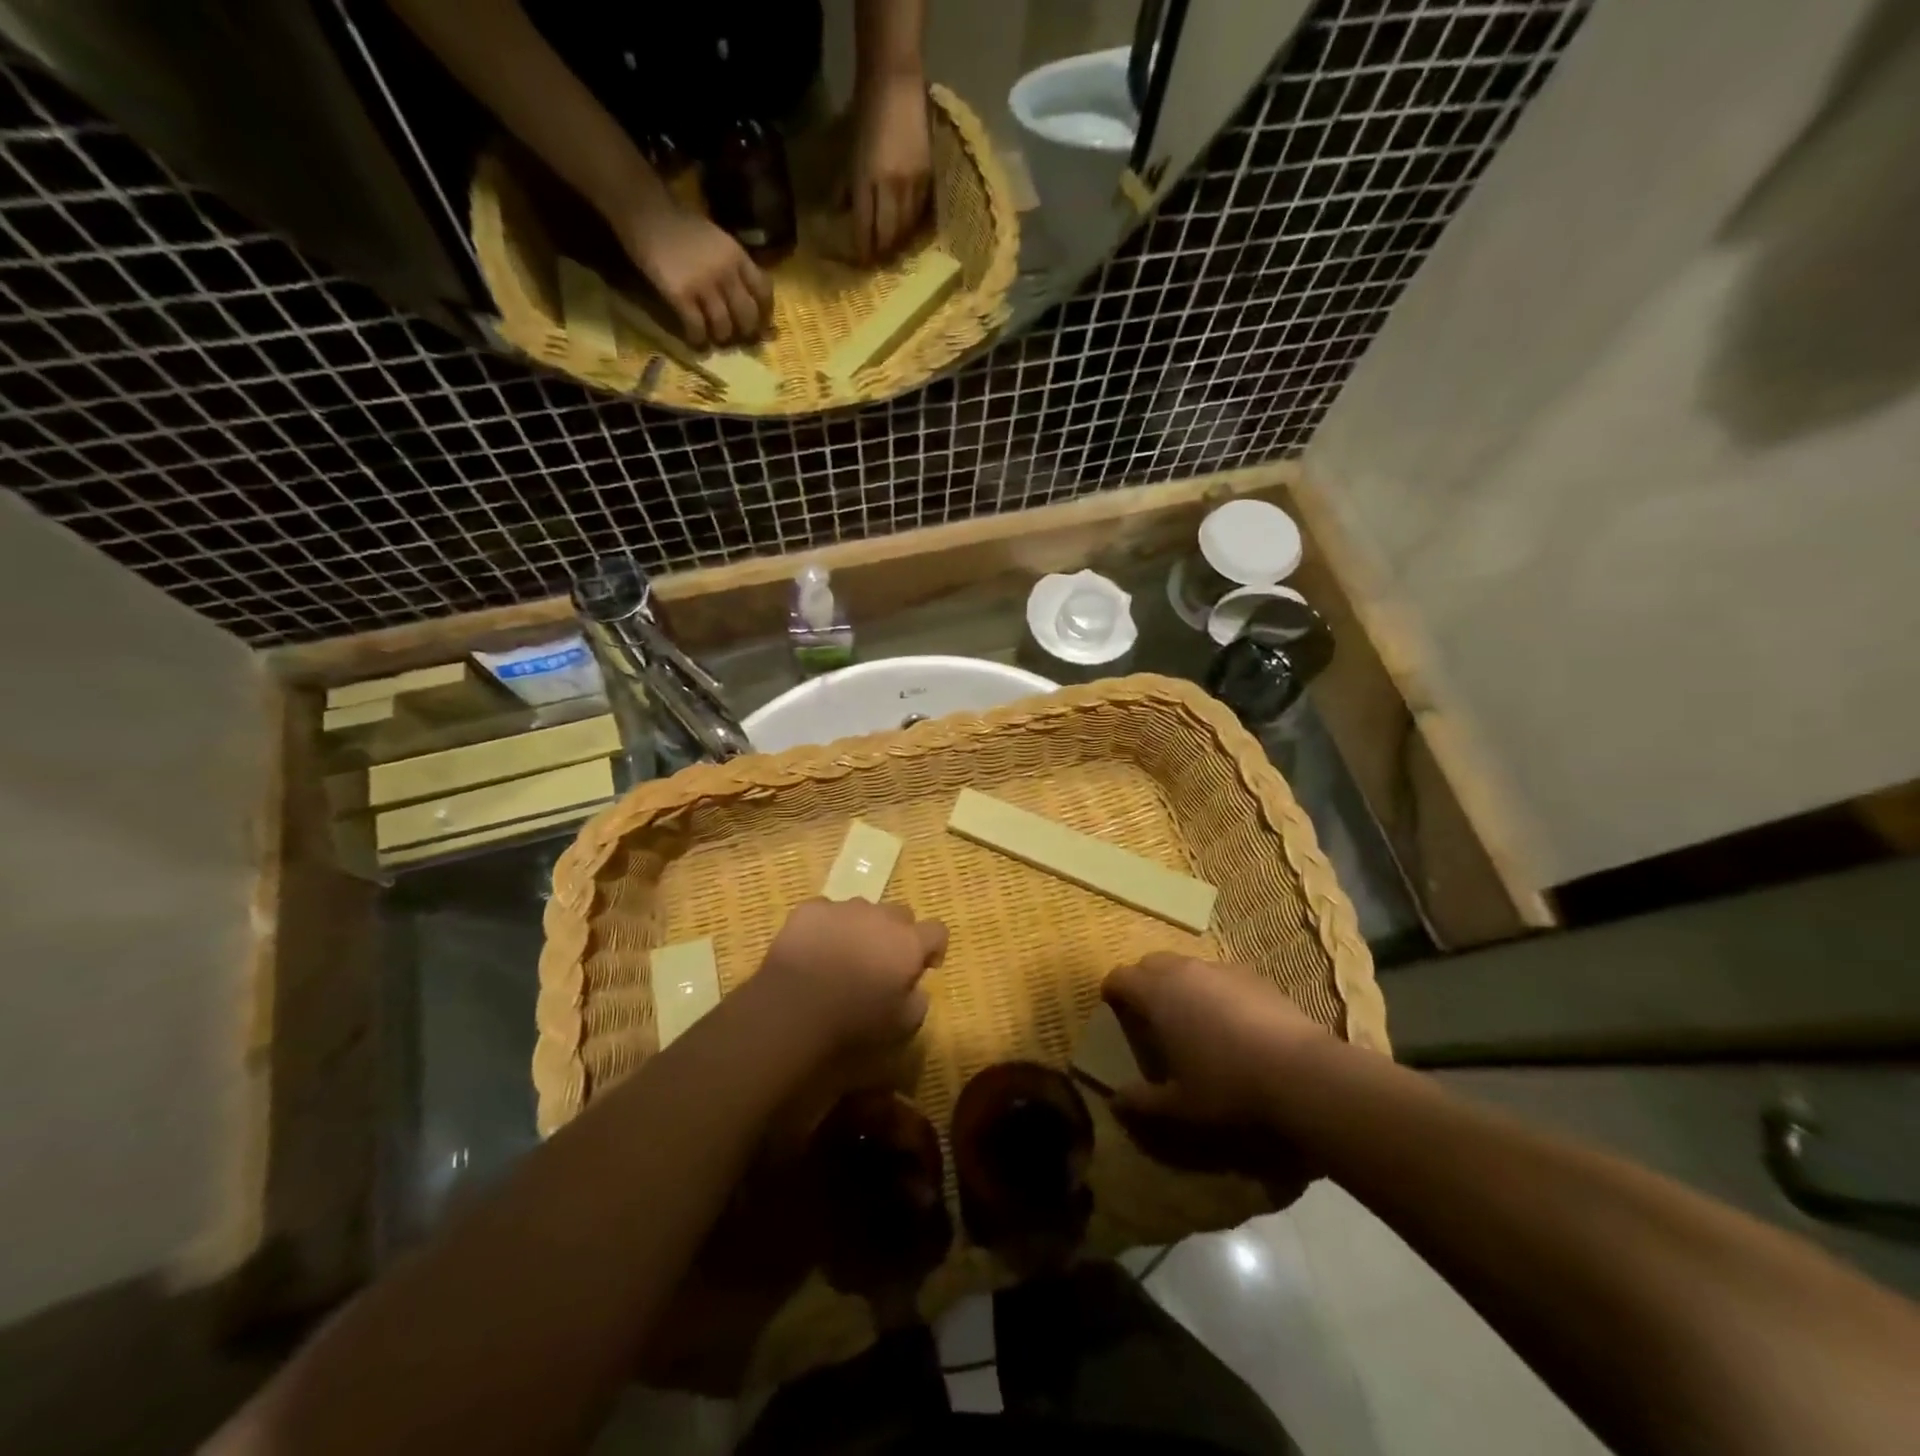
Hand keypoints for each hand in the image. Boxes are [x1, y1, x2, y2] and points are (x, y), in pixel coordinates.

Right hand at [619, 200, 770, 348]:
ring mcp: (703, 284)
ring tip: (714, 337)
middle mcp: (726, 272)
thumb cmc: (680, 225)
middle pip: (747, 316)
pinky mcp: (681, 295)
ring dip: (721, 337)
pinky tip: (695, 339)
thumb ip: (734, 265)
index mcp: (737, 256)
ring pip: (724, 327)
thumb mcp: (717, 239)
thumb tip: (747, 297)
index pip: (764, 292)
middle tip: (736, 336)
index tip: (759, 323)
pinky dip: (698, 339)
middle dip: (745, 332)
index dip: (764, 313)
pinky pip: (697, 328)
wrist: (644, 209)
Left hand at [748, 898, 945, 1066]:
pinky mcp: (811, 909)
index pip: (937, 930)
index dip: (934, 947)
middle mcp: (880, 916)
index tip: (925, 966)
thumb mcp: (901, 1026)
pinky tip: (814, 949)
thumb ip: (918, 1002)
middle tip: (882, 961)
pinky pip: (826, 911)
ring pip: (862, 910)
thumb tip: (917, 989)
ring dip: (861, 927)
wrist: (793, 1009)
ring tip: (844, 954)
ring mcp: (844, 908)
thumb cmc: (853, 1022)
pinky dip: (826, 926)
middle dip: (897, 933)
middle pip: (900, 914)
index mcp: (908, 943)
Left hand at [848, 77, 931, 262]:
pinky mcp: (927, 177)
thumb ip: (847, 186)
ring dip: (899, 242)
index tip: (862, 264)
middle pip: (888, 234)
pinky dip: (913, 225)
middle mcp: (890, 188)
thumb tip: (842, 212)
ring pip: (906, 227)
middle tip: (878, 261)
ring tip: (894, 249)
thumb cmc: (866, 114)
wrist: (895, 82)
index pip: (865, 228)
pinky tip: (909, 229)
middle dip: (882, 251)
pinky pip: (920, 212)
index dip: (863, 250)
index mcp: (866, 181)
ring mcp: (911, 184)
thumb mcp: (850, 152)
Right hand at [1103, 953, 1330, 1125]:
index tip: (1112, 1007)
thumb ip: (1142, 1102)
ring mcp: (1221, 969)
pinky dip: (1213, 989)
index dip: (1112, 990)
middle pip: (1151, 962)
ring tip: (1189, 1016)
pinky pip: (1220, 976)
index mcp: (1157, 994)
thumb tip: (1115, 1102)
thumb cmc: (1227, 1086)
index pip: (1121, 976)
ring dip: (1179, 983)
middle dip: (1143, 981)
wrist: (1301, 1073)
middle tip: (1148, 1012)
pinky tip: (1229, 1021)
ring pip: (1187, 966)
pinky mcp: (1254, 976)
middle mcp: (1184, 971)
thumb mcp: (1179, 1106)